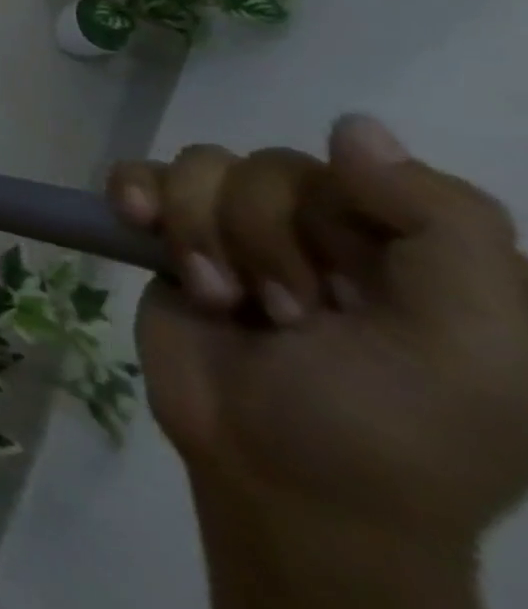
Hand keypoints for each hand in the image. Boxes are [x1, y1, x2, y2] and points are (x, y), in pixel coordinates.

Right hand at [108, 115, 527, 554]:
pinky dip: (136, 193)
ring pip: (202, 164)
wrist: (279, 483)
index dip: (344, 215)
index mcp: (414, 249)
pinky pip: (140, 172)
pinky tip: (138, 224)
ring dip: (201, 230)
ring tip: (219, 296)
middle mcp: (329, 229)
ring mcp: (241, 230)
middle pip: (272, 165)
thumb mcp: (472, 347)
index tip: (358, 288)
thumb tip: (353, 126)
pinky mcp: (171, 237)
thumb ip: (447, 228)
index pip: (366, 169)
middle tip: (287, 313)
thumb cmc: (390, 426)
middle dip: (265, 237)